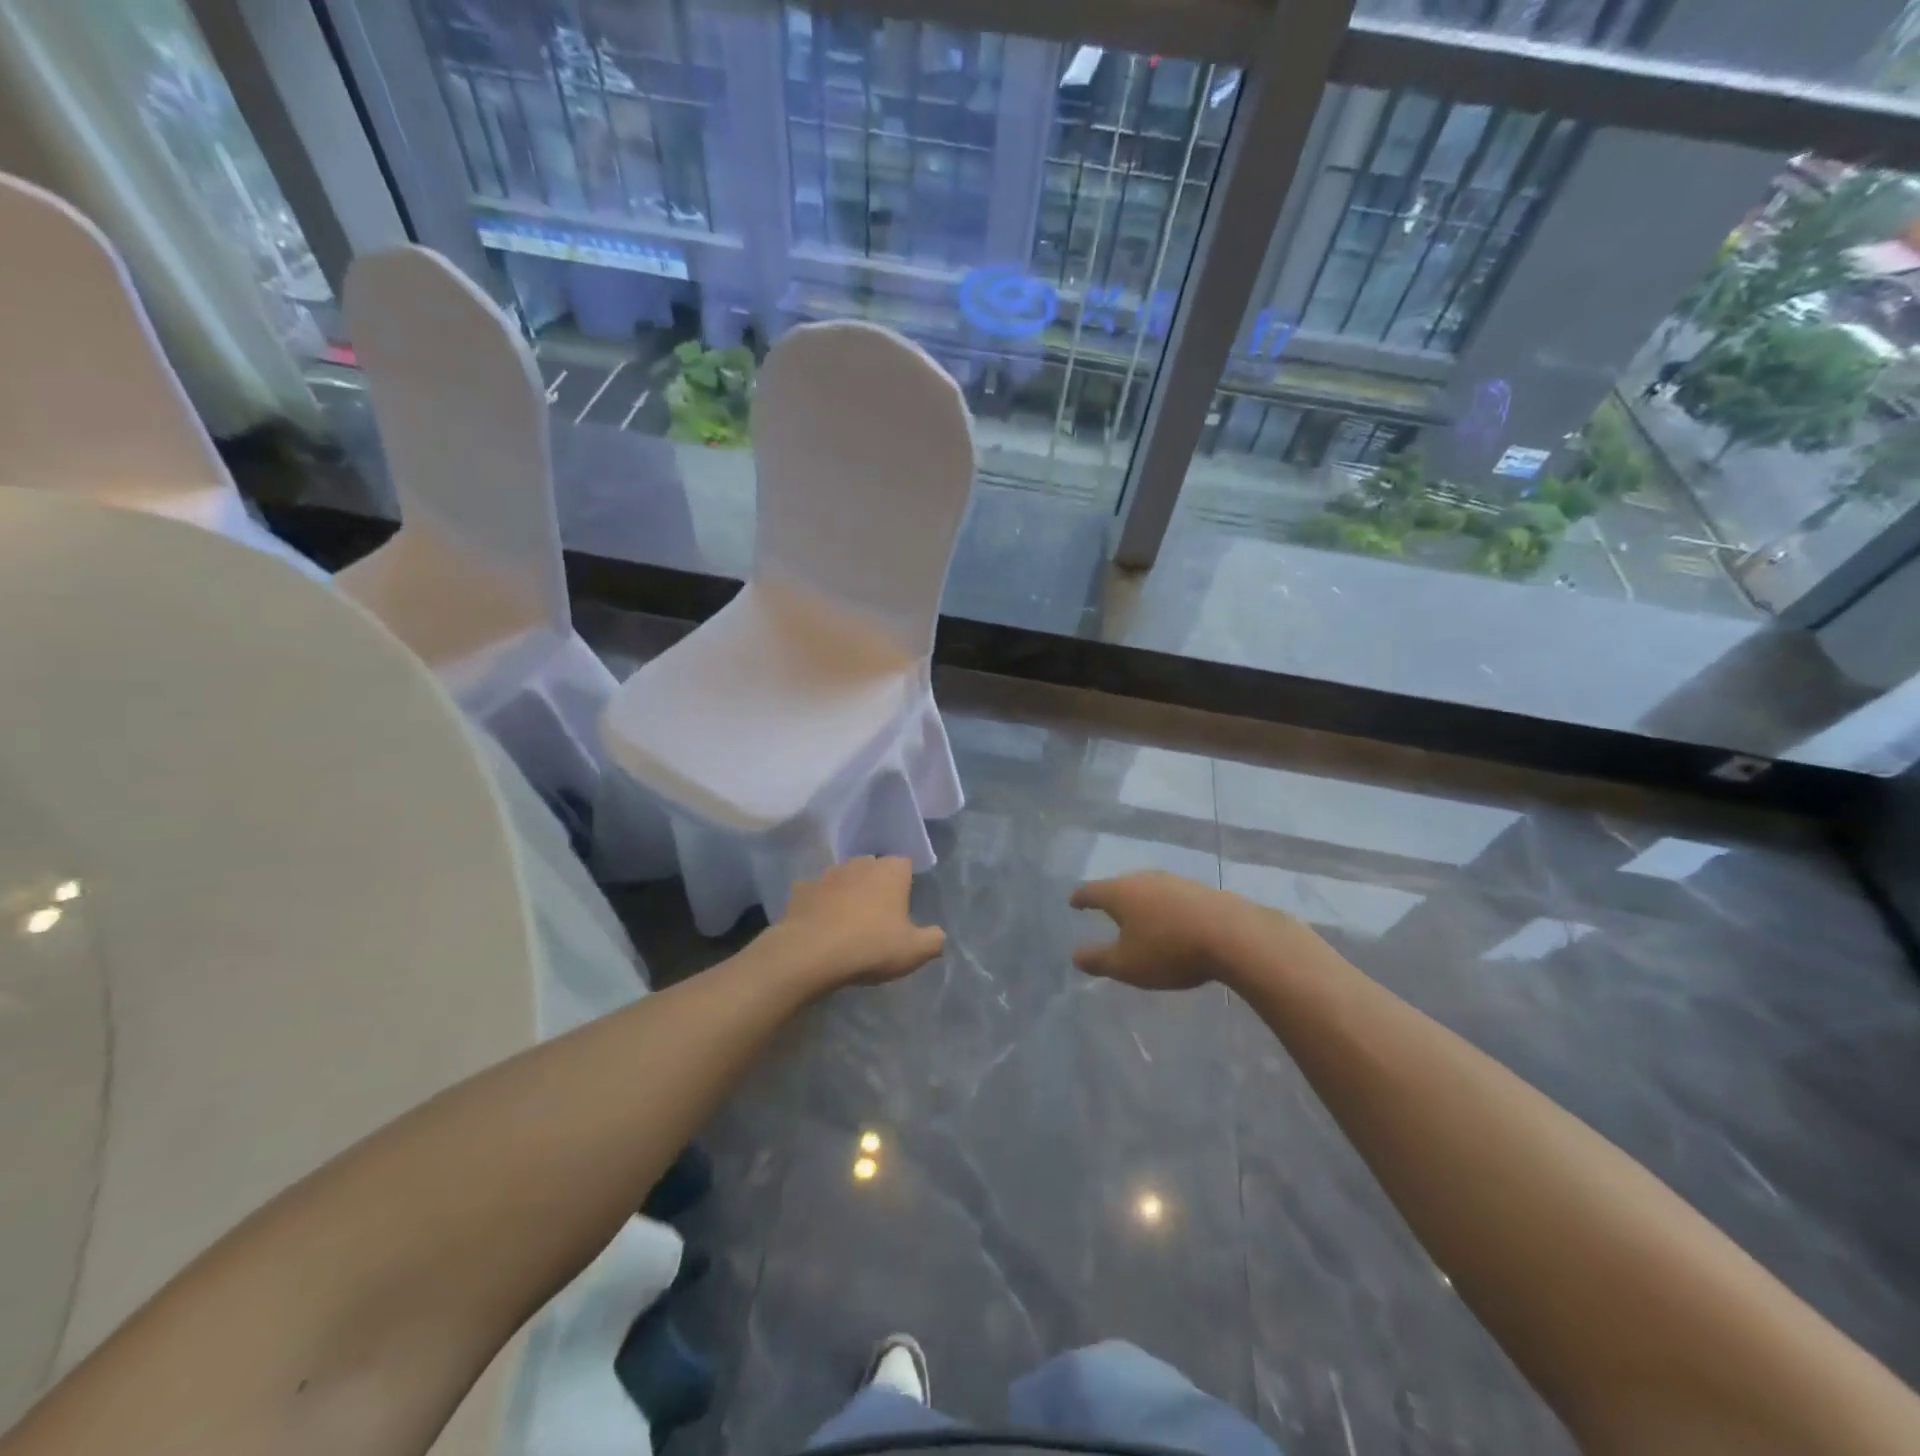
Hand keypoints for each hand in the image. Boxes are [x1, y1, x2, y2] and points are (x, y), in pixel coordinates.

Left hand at [773, 856, 945, 990]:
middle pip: (873, 868)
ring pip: (843, 878)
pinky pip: (814, 893)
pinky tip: (819, 924)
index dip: (905, 883)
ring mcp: (827, 875)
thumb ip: (933, 940)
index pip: (904, 864)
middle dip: (876, 885)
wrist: (812, 953)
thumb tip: (938, 935)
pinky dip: (818, 904)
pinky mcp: (801, 890)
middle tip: (878, 915)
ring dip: (846, 892)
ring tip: (847, 921)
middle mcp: (860, 864)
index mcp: (891, 871)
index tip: (904, 906)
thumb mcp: (915, 951)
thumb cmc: (871, 946)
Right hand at [1070, 872, 1247, 990]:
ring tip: (1140, 917)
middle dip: (1112, 898)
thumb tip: (1075, 955)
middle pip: (1121, 885)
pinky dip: (1165, 907)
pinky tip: (1173, 921)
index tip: (1073, 902)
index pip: (1092, 891)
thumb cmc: (1169, 950)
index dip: (1081, 898)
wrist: (1233, 936)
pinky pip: (1173, 897)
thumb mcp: (1127, 965)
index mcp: (1120, 893)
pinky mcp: (1200, 890)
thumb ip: (1098, 960)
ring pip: (1149, 889)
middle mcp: (1144, 879)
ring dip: (1142, 902)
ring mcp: (1175, 881)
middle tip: (1106, 909)